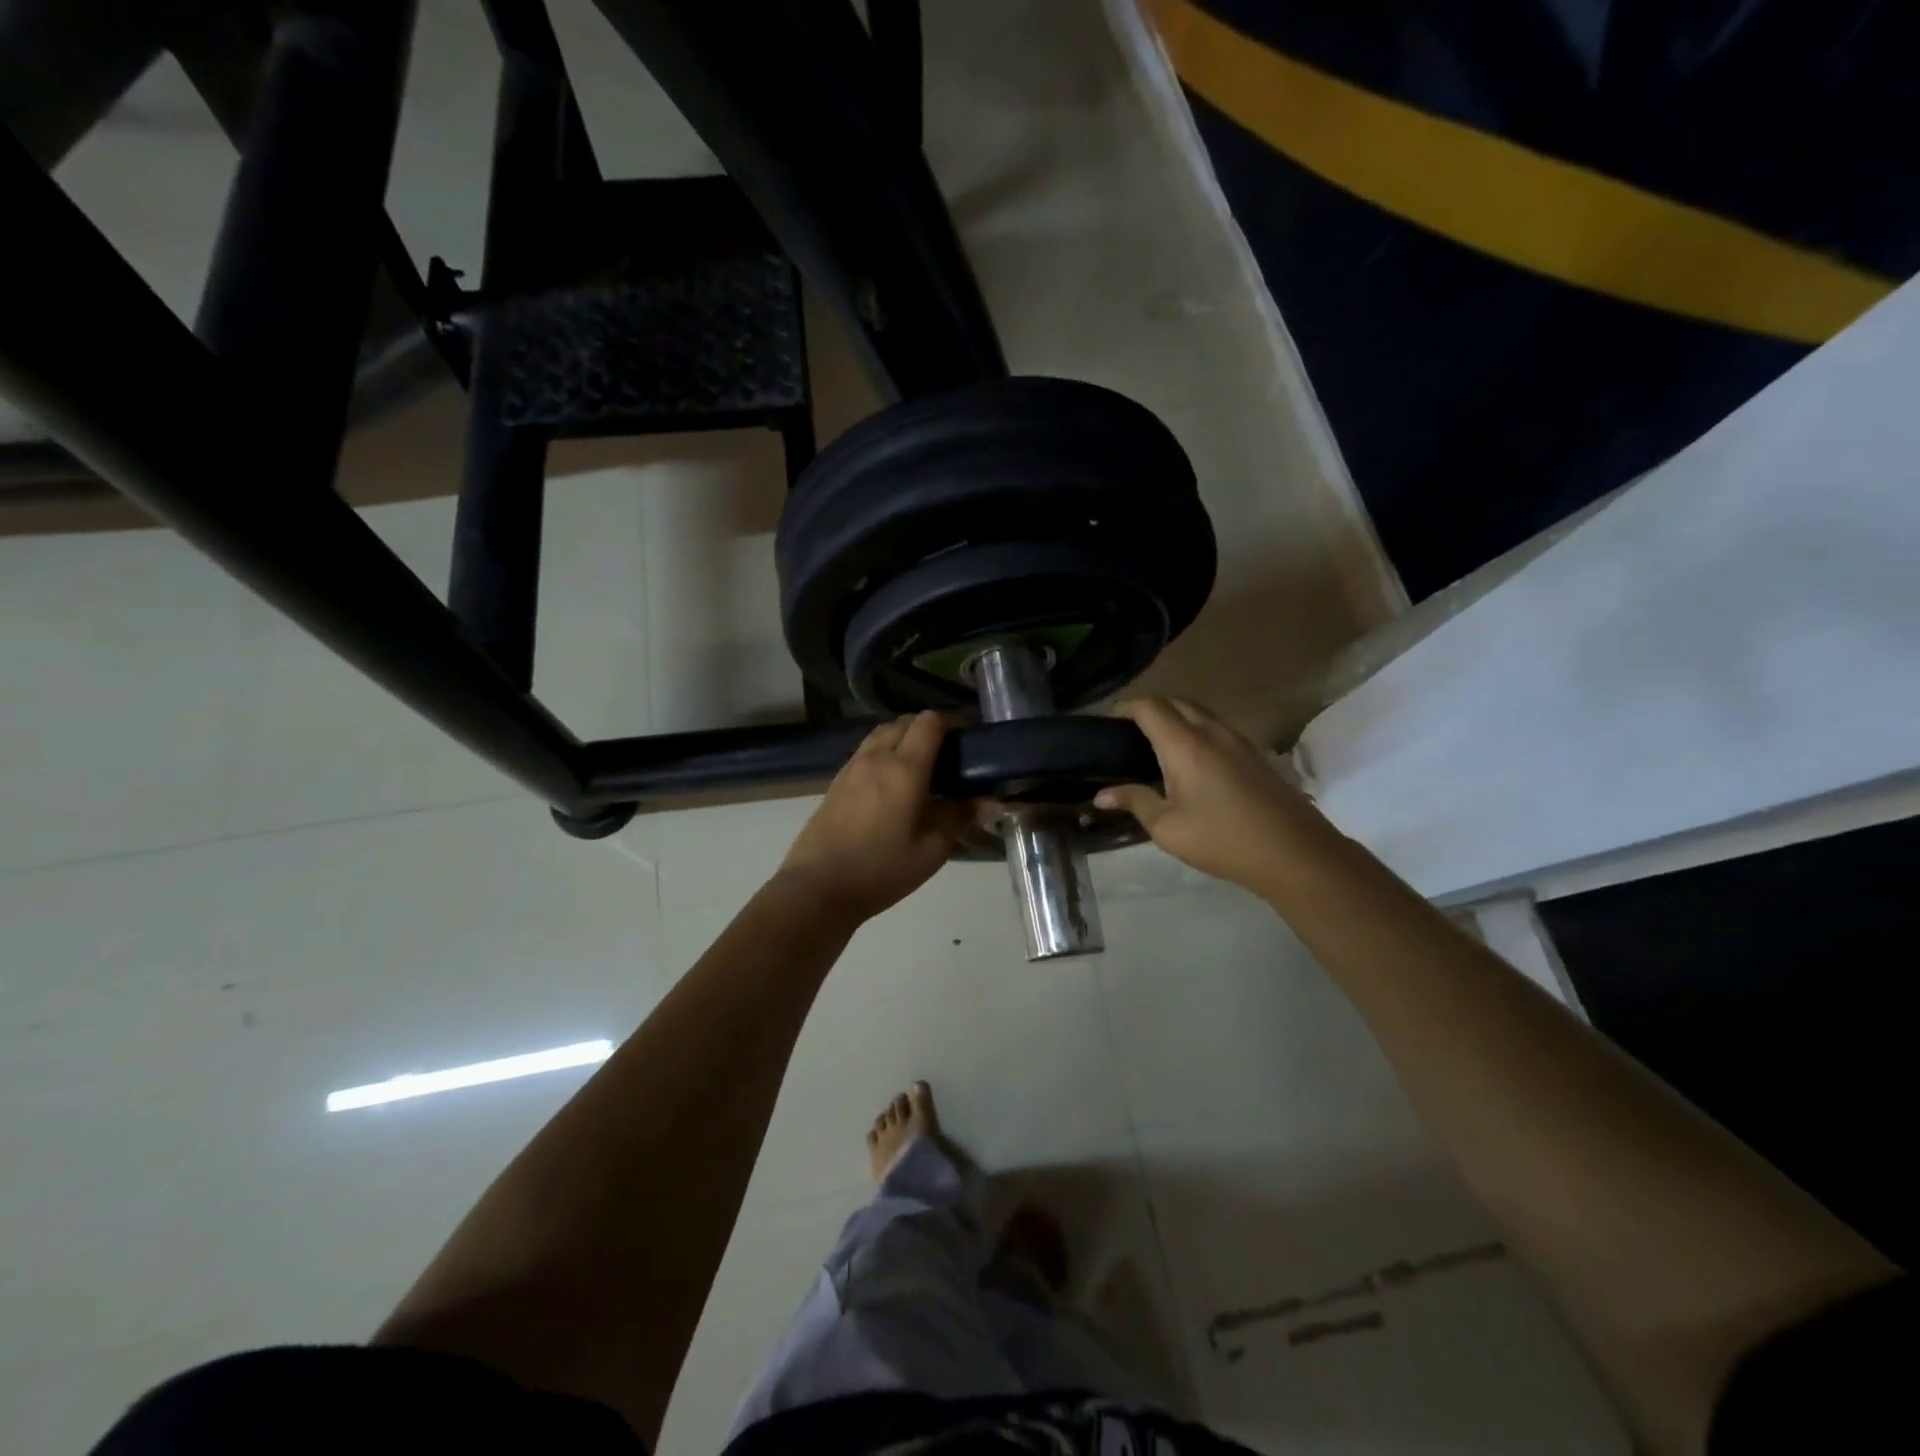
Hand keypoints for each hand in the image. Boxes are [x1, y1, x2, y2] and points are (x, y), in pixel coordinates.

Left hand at [776, 711, 976, 923]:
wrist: (817, 887)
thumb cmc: (880, 870)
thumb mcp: (931, 850)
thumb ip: (960, 817)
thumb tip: (990, 801)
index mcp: (904, 768)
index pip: (930, 722)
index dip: (953, 722)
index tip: (969, 738)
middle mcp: (876, 757)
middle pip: (905, 722)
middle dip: (929, 728)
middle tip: (949, 755)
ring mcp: (852, 767)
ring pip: (882, 733)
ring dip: (904, 737)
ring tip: (922, 765)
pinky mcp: (836, 781)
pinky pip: (866, 750)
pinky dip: (885, 751)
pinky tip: (893, 782)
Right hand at [1094, 698, 1329, 896]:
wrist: (1294, 852)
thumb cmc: (1222, 839)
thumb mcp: (1168, 828)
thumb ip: (1135, 802)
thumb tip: (1101, 794)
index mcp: (1184, 745)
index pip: (1150, 708)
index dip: (1126, 707)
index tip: (1109, 720)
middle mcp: (1212, 732)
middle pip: (1177, 702)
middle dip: (1151, 709)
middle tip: (1131, 733)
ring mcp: (1239, 741)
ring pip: (1201, 714)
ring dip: (1177, 718)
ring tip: (1159, 745)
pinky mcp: (1256, 754)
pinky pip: (1218, 729)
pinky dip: (1198, 731)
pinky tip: (1193, 762)